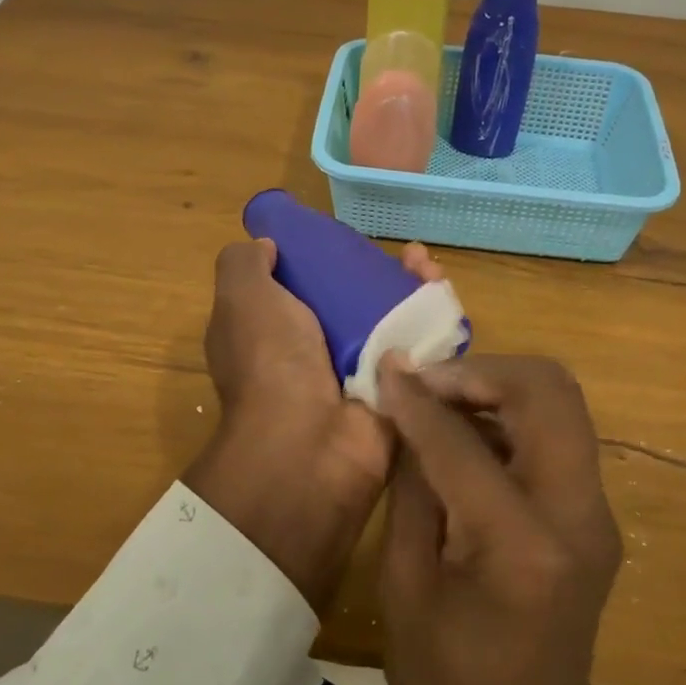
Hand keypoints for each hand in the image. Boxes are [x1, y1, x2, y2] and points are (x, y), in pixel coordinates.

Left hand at [184, 236, 441, 614]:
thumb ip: (245, 265)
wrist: (312, 444)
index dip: (327, 257)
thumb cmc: (272, 362)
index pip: (304, 286)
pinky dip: (434, 321)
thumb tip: (267, 245)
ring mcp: (359, 373)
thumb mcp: (242, 300)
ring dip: (414, 290)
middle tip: (409, 257)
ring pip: (393, 319)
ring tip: (430, 269)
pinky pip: (419, 349)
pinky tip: (443, 294)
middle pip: (356, 299)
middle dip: (383, 271)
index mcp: (273, 331)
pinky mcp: (396, 391)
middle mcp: (315, 351)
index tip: (348, 240)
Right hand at [377, 354, 627, 684]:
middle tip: (426, 381)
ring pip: (561, 405)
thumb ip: (412, 483)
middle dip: (481, 371)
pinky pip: (558, 439)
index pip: (464, 439)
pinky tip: (466, 435)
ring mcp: (596, 517)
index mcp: (521, 545)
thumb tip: (404, 408)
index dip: (418, 397)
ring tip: (440, 401)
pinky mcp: (594, 520)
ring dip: (499, 389)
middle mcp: (577, 516)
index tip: (385, 368)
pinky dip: (513, 418)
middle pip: (548, 391)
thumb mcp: (404, 583)